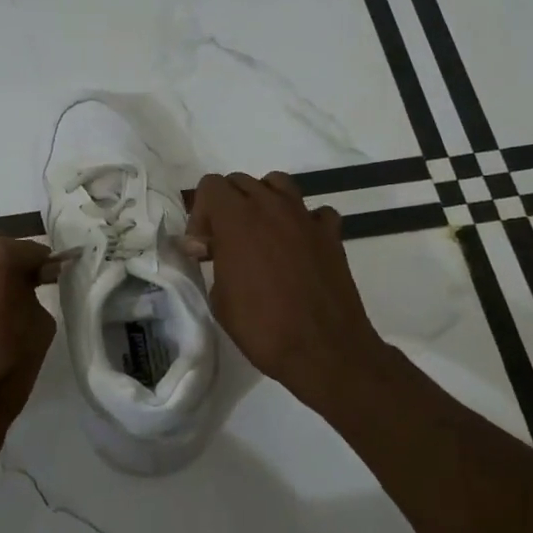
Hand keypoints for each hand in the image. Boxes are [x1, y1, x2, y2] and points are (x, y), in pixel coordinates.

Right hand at [186, 172, 389, 410]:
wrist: (323, 349)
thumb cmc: (262, 327)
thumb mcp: (220, 298)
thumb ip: (212, 261)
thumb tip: (205, 246)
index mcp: (237, 219)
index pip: (210, 185)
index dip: (200, 213)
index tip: (203, 247)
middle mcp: (271, 207)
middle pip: (241, 182)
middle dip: (227, 206)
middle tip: (225, 243)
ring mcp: (305, 217)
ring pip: (278, 184)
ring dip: (263, 202)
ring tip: (260, 234)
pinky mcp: (331, 234)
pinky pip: (314, 212)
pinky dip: (303, 222)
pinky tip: (298, 247)